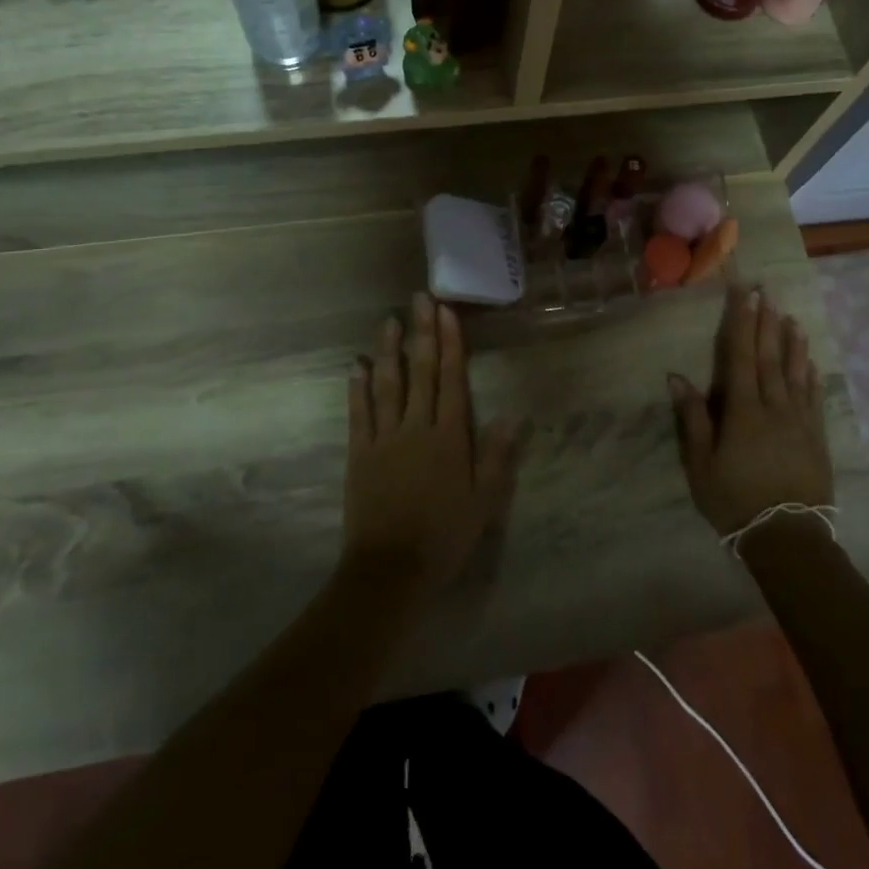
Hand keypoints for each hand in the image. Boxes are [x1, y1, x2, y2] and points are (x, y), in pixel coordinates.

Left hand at [341, 294, 521, 592]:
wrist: (391, 569)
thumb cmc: (444, 535)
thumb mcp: (484, 501)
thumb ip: (496, 456)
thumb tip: (511, 415)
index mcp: (449, 437)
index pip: (451, 379)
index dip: (449, 343)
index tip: (446, 312)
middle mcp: (416, 427)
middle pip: (420, 372)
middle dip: (422, 332)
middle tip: (419, 298)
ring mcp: (384, 438)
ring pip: (387, 385)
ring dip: (388, 351)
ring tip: (389, 321)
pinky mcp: (359, 453)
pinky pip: (359, 414)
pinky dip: (357, 388)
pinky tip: (357, 366)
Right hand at [668, 286, 833, 537]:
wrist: (788, 538)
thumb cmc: (734, 500)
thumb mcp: (701, 464)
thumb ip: (692, 418)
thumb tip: (677, 377)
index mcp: (743, 410)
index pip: (740, 357)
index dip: (741, 323)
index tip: (744, 295)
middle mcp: (774, 407)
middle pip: (769, 357)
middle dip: (766, 323)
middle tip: (766, 293)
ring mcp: (799, 421)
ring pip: (795, 372)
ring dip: (792, 343)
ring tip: (790, 317)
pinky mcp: (817, 437)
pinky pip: (813, 397)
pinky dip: (811, 374)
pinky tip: (811, 360)